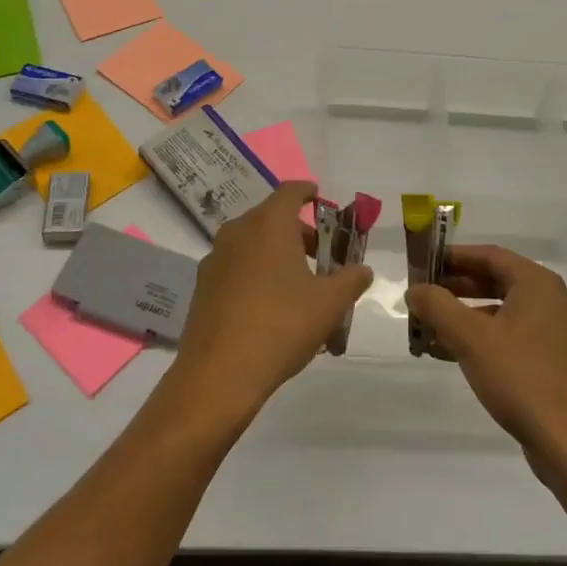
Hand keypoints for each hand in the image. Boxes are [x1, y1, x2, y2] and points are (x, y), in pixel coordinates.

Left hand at [169, 182, 372, 426]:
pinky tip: (271, 308)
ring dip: (276, 255)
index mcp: (268, 224)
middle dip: (298, 232)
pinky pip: (236, 268)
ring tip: (300, 287)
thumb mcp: (329, 304)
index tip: (319, 198)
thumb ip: (350, 280)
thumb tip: (363, 270)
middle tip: (322, 256)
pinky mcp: (203, 287)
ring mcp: (215, 259)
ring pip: (252, 244)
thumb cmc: (281, 325)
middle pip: (271, 218)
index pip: (290, 191)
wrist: (218, 374)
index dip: (307, 192)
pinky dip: (256, 274)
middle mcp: (237, 232)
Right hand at [405, 246, 566, 477]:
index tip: (422, 264)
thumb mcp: (471, 338)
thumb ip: (438, 306)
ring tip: (427, 328)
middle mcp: (549, 301)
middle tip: (421, 296)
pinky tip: (450, 354)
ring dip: (463, 317)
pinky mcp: (552, 363)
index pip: (488, 255)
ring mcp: (553, 333)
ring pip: (499, 312)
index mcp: (536, 284)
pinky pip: (509, 337)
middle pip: (494, 281)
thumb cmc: (522, 378)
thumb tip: (415, 289)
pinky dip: (480, 339)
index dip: (453, 256)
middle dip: (454, 288)